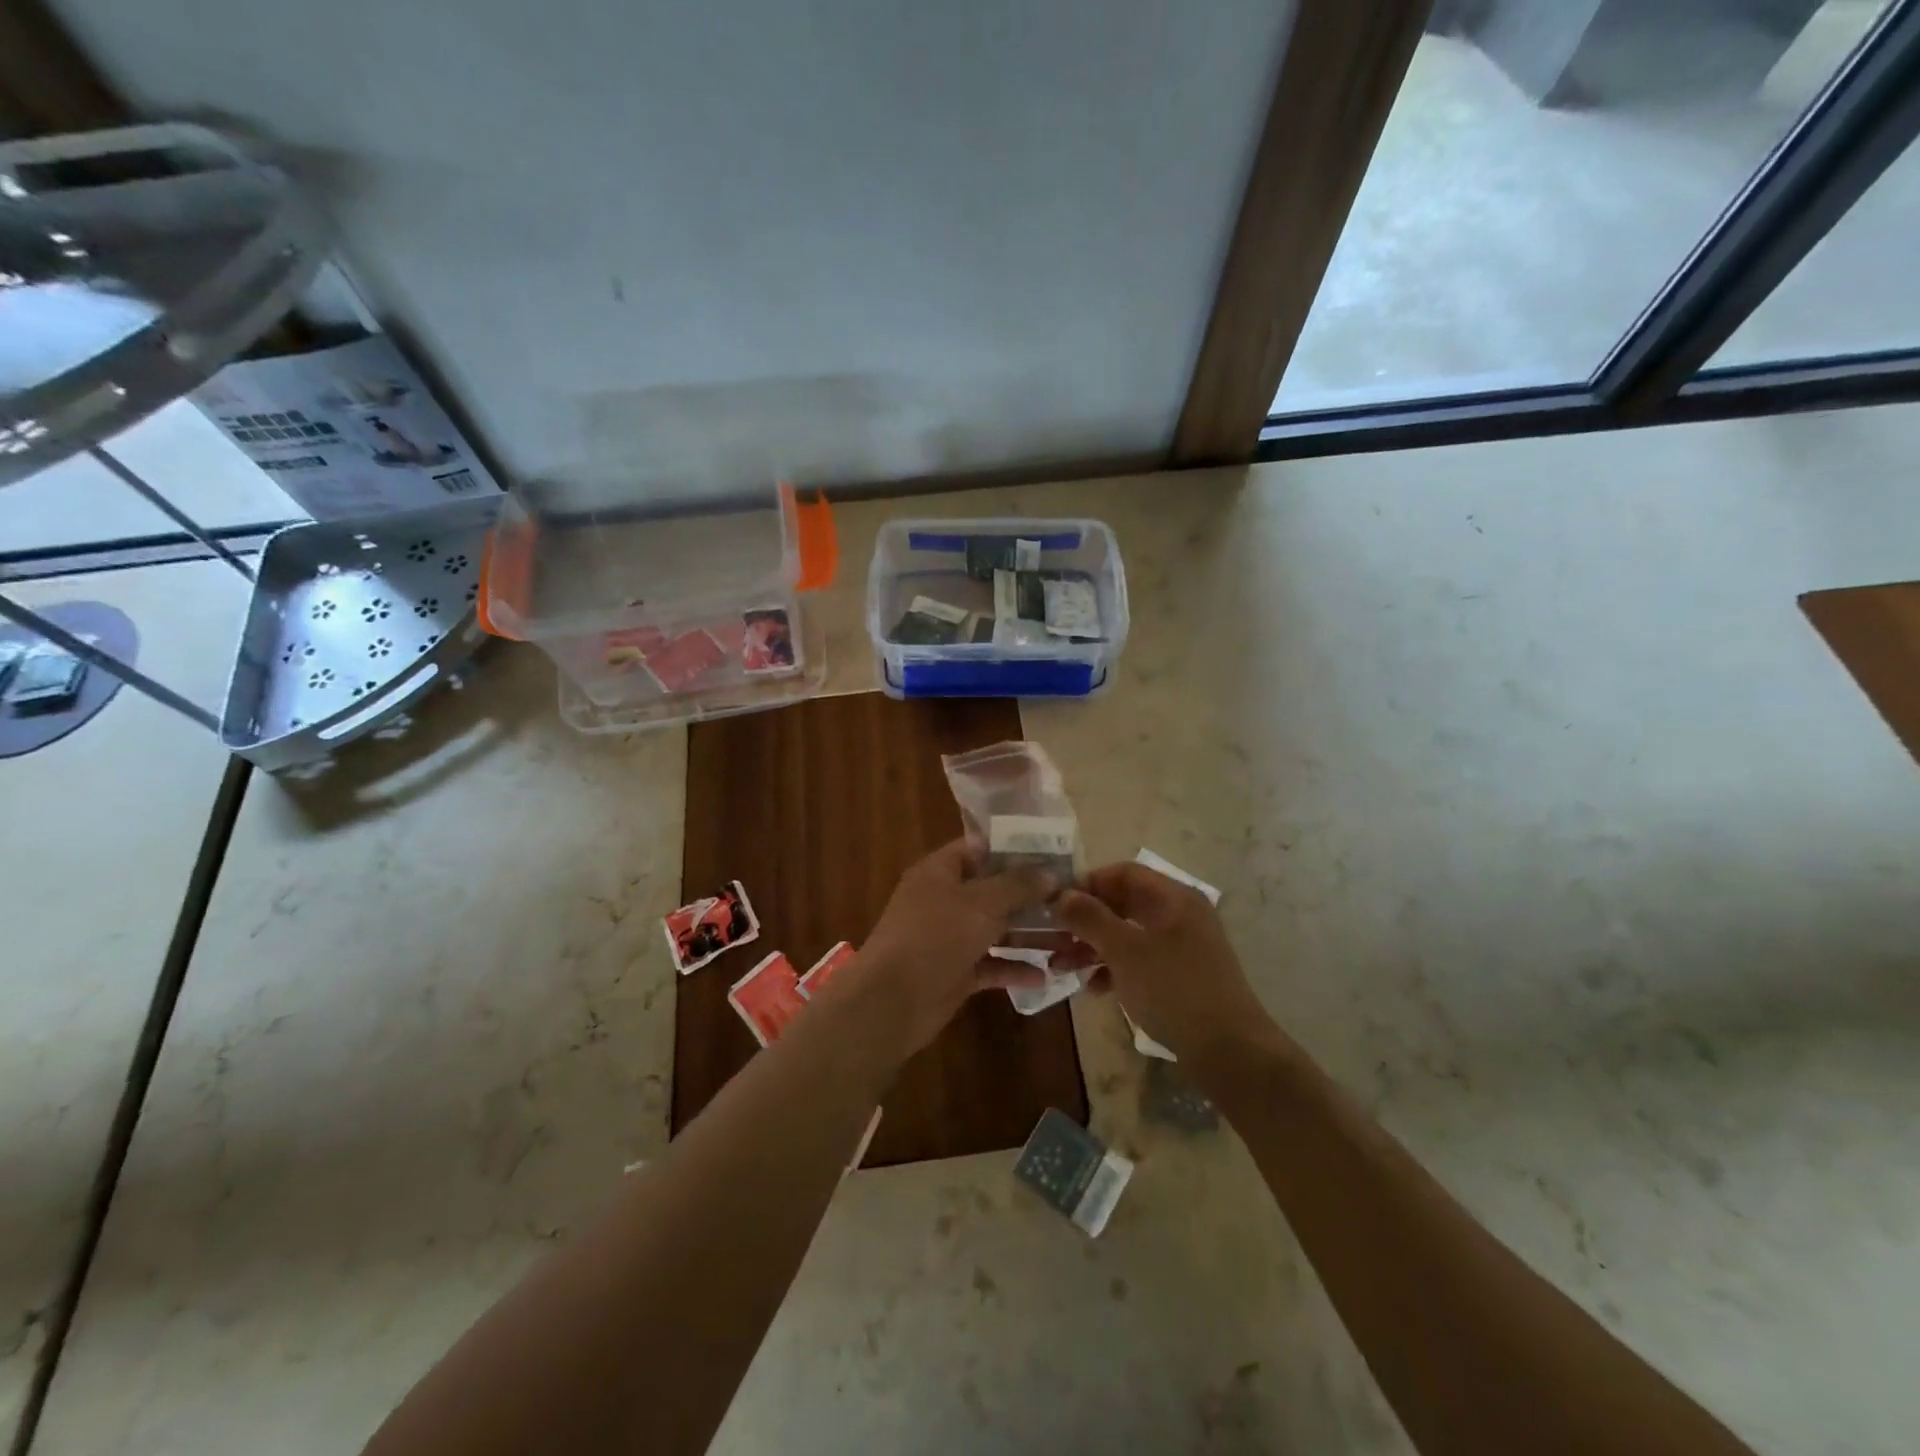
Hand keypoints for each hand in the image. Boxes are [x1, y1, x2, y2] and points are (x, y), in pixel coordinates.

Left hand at [849, 838, 1057, 1053]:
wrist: (892, 1001)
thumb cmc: (936, 936)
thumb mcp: (981, 903)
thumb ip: (1018, 885)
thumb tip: (1050, 872)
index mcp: (940, 871)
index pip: (979, 849)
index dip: (1015, 849)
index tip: (1054, 854)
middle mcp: (944, 900)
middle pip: (992, 890)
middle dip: (1030, 896)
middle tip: (1072, 898)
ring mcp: (949, 938)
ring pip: (995, 929)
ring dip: (1028, 934)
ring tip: (1070, 937)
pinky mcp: (955, 973)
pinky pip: (990, 965)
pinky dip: (1013, 968)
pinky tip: (1045, 975)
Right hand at [1054, 862, 1273, 1061]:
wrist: (1229, 1051)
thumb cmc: (1174, 990)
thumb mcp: (1124, 951)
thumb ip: (1090, 918)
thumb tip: (1061, 895)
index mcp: (1174, 898)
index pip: (1123, 873)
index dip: (1087, 883)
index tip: (1056, 904)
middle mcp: (1180, 914)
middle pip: (1124, 904)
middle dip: (1086, 920)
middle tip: (1054, 937)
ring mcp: (1184, 946)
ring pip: (1129, 934)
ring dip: (1095, 946)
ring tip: (1063, 966)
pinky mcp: (1182, 976)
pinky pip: (1141, 960)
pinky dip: (1115, 968)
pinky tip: (1094, 988)